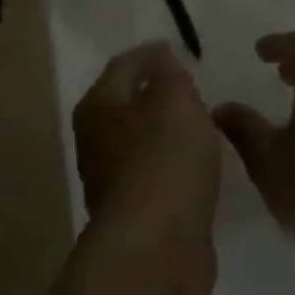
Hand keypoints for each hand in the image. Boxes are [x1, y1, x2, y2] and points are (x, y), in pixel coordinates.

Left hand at [72, 42, 220, 294]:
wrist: (157, 245)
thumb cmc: (165, 159)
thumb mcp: (175, 100)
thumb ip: (170, 76)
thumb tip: (161, 64)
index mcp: (99, 107)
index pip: (122, 66)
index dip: (149, 54)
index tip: (177, 49)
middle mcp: (96, 142)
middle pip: (125, 106)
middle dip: (154, 93)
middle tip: (190, 85)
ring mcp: (113, 182)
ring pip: (140, 143)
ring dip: (164, 132)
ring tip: (199, 123)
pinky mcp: (136, 214)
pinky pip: (156, 175)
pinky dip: (173, 164)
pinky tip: (196, 167)